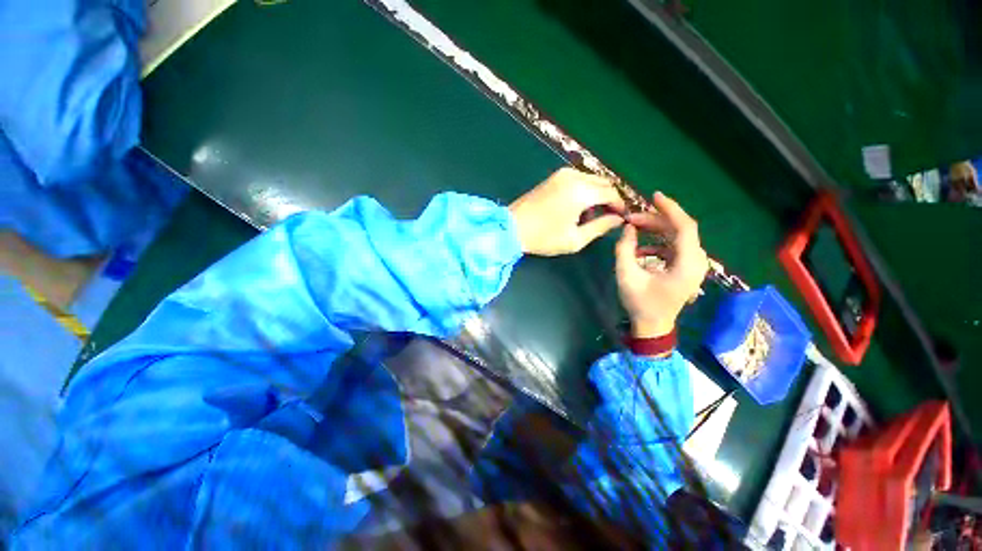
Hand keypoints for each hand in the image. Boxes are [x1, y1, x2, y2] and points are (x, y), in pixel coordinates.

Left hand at [509, 168, 625, 255]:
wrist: (511, 228)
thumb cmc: (543, 238)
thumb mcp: (575, 239)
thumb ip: (600, 227)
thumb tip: (618, 219)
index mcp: (581, 192)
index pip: (611, 193)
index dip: (619, 206)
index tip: (620, 219)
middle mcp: (574, 177)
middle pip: (603, 183)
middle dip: (609, 199)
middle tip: (606, 218)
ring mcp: (562, 174)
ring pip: (591, 179)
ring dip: (596, 194)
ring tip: (588, 216)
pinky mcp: (553, 176)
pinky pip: (578, 179)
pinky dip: (583, 190)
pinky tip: (576, 208)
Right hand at [615, 192, 708, 337]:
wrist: (653, 326)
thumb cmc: (641, 303)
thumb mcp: (627, 275)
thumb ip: (625, 249)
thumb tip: (628, 228)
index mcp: (687, 263)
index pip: (684, 227)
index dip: (670, 209)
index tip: (654, 196)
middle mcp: (696, 261)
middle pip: (679, 230)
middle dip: (655, 220)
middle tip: (631, 218)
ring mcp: (692, 265)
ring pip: (676, 237)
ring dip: (655, 230)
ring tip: (632, 228)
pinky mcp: (685, 268)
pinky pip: (673, 247)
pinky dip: (657, 242)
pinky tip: (640, 248)